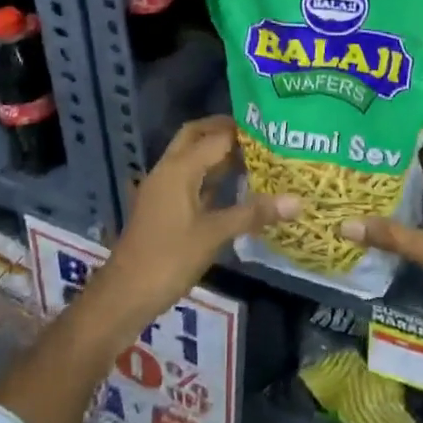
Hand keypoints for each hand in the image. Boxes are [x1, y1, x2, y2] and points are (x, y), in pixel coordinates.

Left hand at [99, 116, 298, 328]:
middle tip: (259, 134)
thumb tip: (298, 201)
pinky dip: (210, 176)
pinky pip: (190, 179)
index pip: (215, 136)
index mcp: (179, 168)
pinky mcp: (164, 207)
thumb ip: (253, 214)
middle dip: (224, 131)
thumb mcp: (213, 235)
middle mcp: (168, 170)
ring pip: (191, 157)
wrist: (124, 295)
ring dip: (217, 153)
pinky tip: (234, 188)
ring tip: (255, 156)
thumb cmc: (168, 259)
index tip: (273, 127)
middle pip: (196, 136)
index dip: (243, 131)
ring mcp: (163, 188)